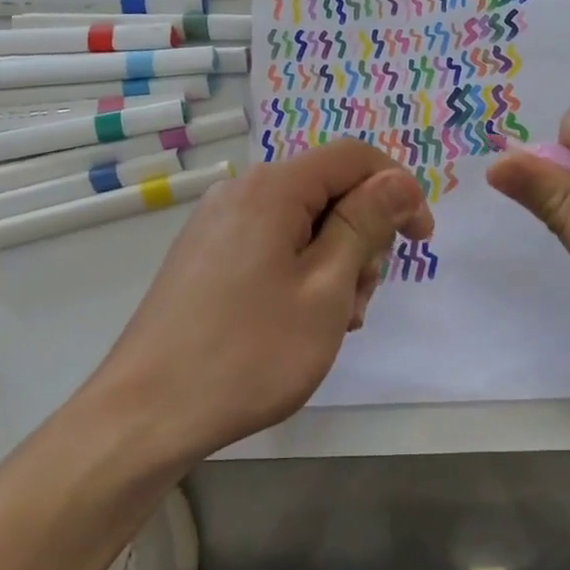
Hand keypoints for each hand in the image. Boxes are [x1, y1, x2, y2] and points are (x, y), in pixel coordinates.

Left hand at [85, 141, 433, 460]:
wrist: (148, 412)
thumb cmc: (250, 352)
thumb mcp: (325, 287)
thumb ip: (364, 224)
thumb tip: (397, 179)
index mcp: (272, 188)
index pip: (354, 157)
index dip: (398, 188)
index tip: (421, 239)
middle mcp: (240, 192)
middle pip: (327, 191)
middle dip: (362, 238)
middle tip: (362, 301)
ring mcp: (216, 225)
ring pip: (301, 224)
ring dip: (334, 264)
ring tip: (333, 323)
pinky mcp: (204, 257)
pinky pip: (270, 246)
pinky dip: (300, 274)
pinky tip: (299, 323)